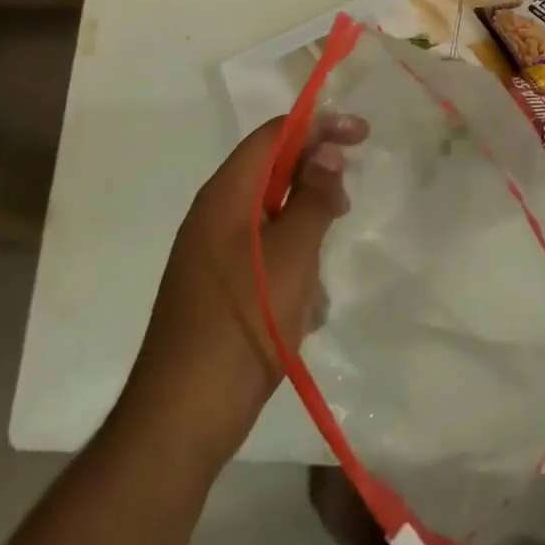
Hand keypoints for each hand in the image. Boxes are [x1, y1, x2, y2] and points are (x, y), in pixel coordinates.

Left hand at [125, 113, 363, 461]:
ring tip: (323, 267)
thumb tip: (326, 150)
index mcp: (225, 195)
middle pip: (271, 173)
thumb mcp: (293, 254)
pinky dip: (289, 266)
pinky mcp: (216, 289)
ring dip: (305, 230)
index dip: (319, 126)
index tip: (362, 134)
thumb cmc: (243, 323)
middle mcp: (213, 216)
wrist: (182, 418)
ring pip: (271, 218)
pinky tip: (306, 307)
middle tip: (346, 203)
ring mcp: (211, 255)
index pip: (274, 135)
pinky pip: (262, 256)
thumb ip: (313, 196)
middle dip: (314, 181)